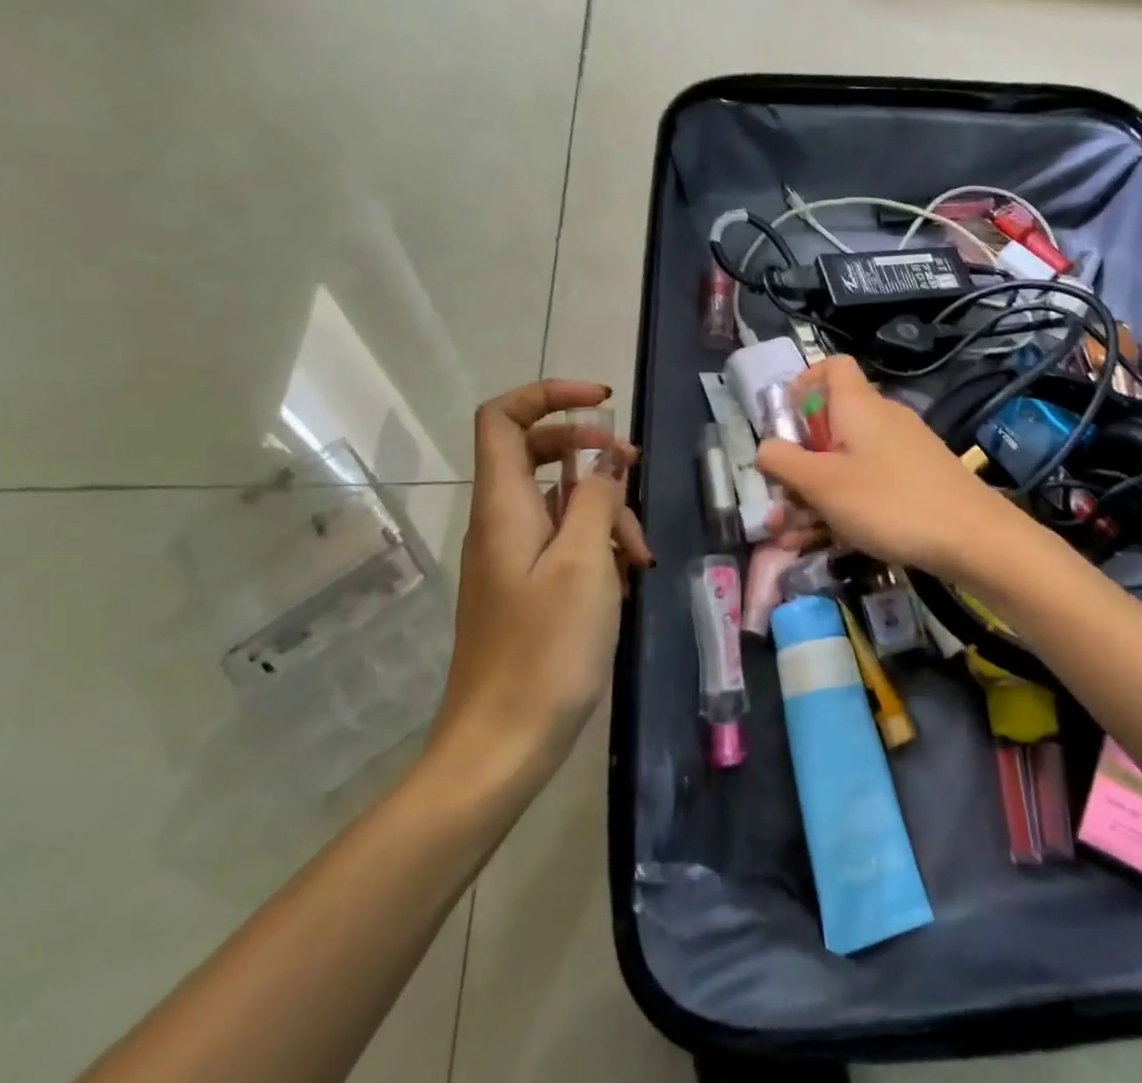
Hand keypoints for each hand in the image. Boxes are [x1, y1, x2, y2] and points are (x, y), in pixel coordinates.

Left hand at [426, 380, 652, 783]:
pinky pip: (562, 541)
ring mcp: (512, 556)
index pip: (504, 418)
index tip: (604, 404)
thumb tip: (606, 461)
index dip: (550, 395)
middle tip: (633, 469)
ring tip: (640, 551)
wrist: (501, 745)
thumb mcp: (584, 563)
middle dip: (591, 450)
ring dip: (605, 509)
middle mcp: (501, 522)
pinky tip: (626, 576)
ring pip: (559, 501)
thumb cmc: (545, 650)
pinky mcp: (526, 586)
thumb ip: (596, 499)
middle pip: (537, 452)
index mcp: (504, 506)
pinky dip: (597, 544)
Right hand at [755, 356, 1017, 578]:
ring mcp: (902, 449)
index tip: (785, 421)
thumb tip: (764, 447)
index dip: (804, 383)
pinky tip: (827, 542)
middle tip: (779, 500)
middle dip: (798, 462)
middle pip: (831, 423)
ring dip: (815, 495)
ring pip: (846, 462)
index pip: (832, 366)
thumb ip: (784, 462)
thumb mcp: (823, 484)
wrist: (974, 538)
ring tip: (791, 537)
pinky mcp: (916, 478)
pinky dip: (844, 505)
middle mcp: (881, 418)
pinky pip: (868, 482)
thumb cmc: (889, 502)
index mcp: (858, 406)